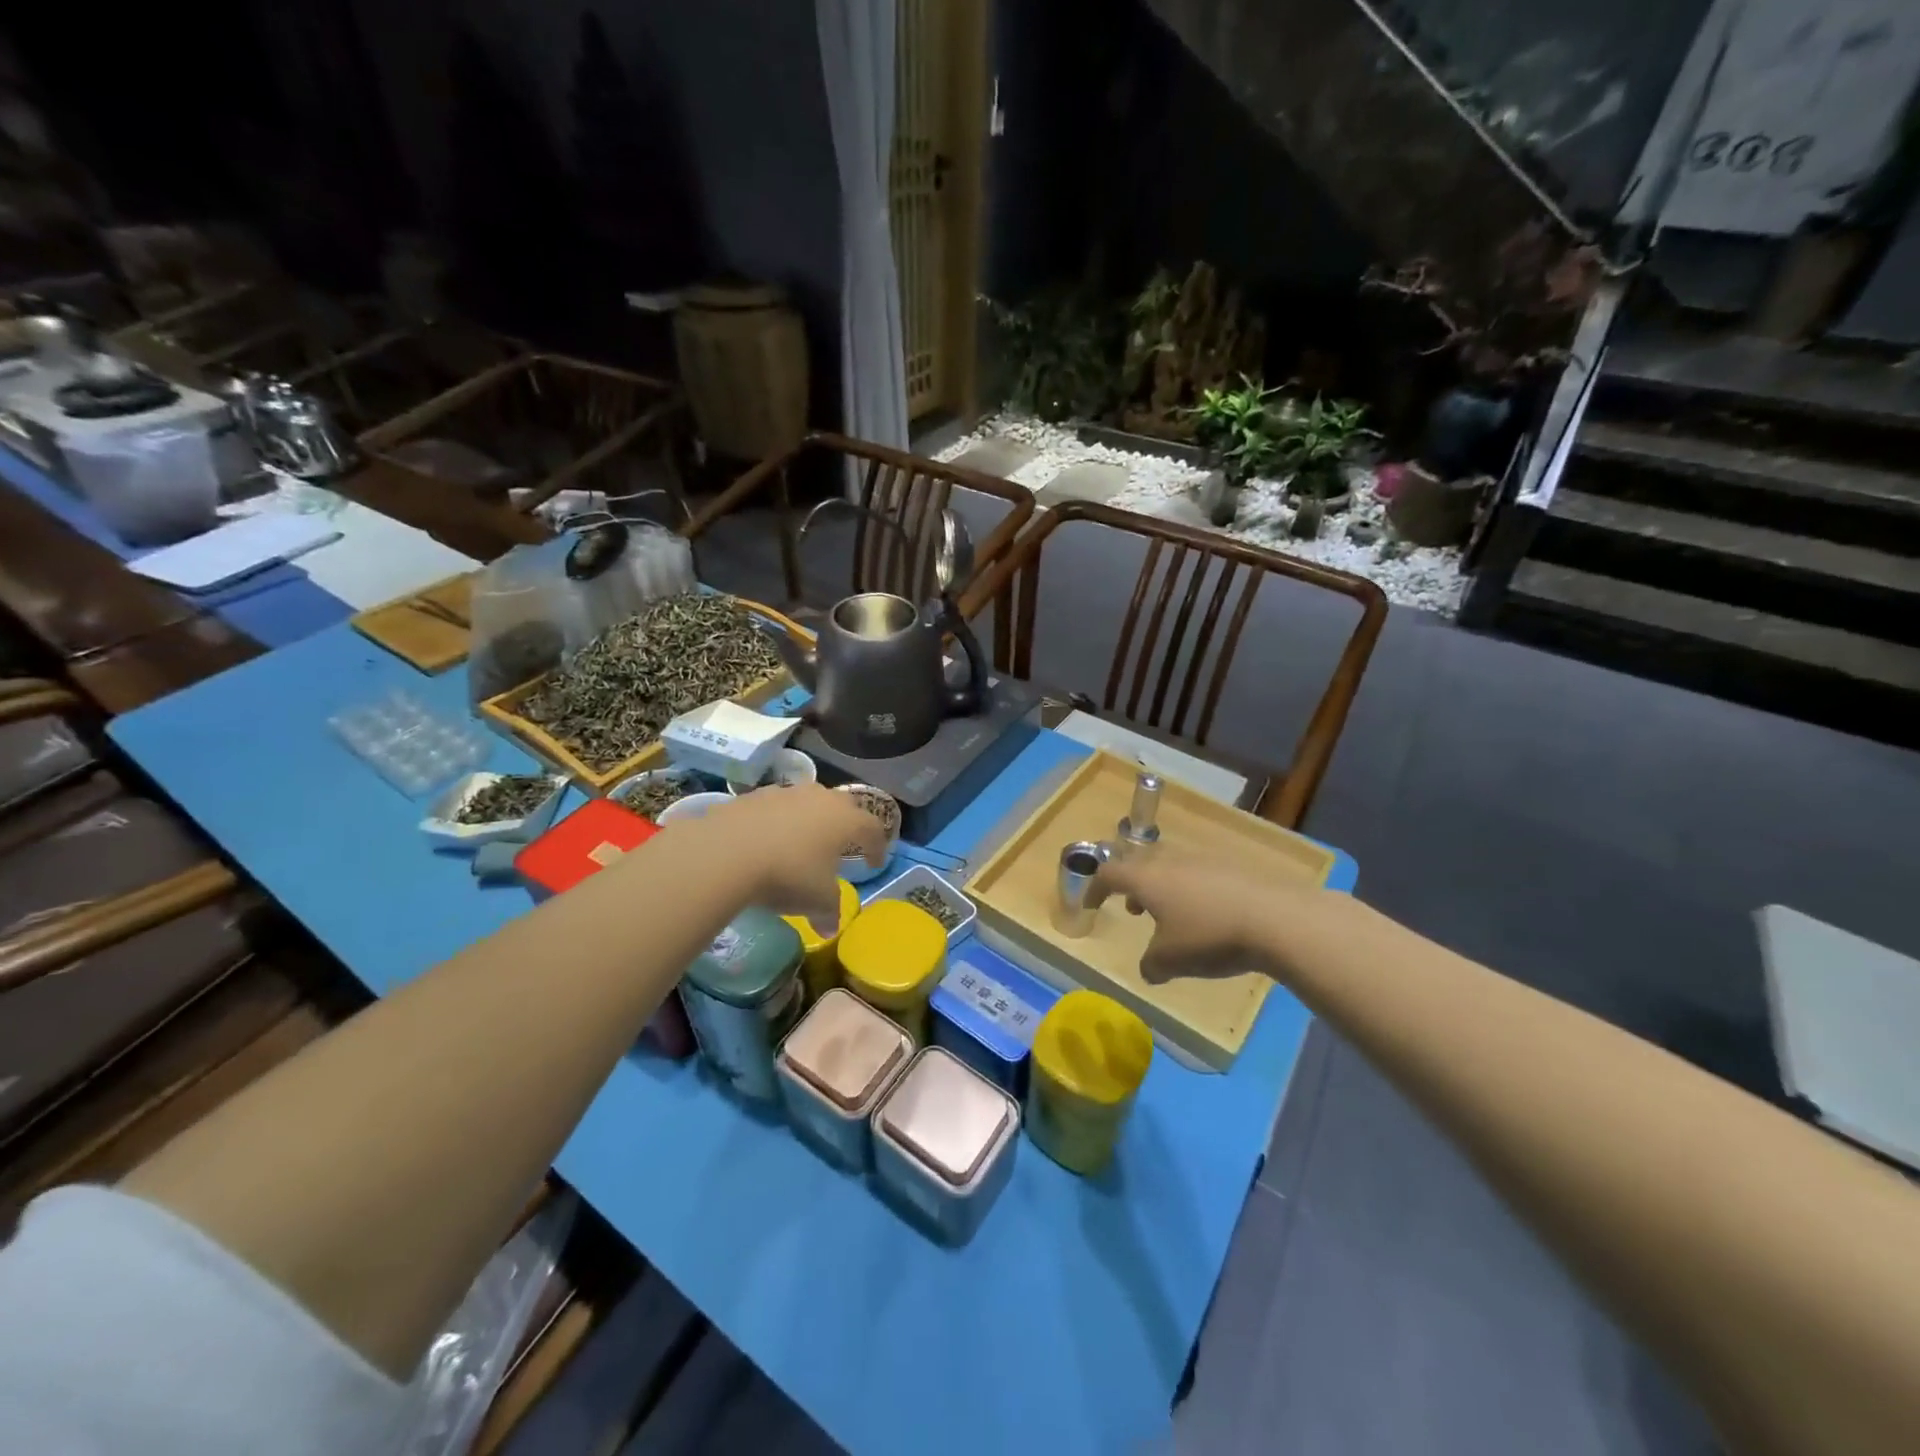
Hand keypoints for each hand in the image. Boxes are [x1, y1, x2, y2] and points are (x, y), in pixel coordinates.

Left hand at [673, 785, 885, 932]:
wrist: (727, 852)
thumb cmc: (788, 874)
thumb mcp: (816, 900)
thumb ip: (829, 911)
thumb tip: (829, 928)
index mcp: (846, 819)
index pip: (873, 828)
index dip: (877, 846)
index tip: (874, 863)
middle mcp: (821, 798)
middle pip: (843, 805)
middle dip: (847, 824)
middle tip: (842, 844)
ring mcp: (786, 792)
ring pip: (808, 801)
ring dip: (811, 819)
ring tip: (802, 842)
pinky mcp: (754, 795)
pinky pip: (776, 807)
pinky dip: (779, 821)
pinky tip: (767, 841)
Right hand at [1090, 851, 1312, 982]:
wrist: (1275, 918)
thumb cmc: (1209, 937)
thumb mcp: (1170, 961)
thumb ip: (1151, 965)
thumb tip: (1149, 969)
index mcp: (1146, 878)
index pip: (1109, 873)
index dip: (1095, 888)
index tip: (1091, 904)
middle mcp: (1170, 861)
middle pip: (1140, 863)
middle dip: (1132, 885)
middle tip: (1134, 908)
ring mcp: (1204, 859)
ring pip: (1172, 866)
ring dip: (1164, 887)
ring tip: (1173, 915)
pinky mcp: (1233, 867)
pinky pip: (1201, 874)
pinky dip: (1193, 891)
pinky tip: (1209, 916)